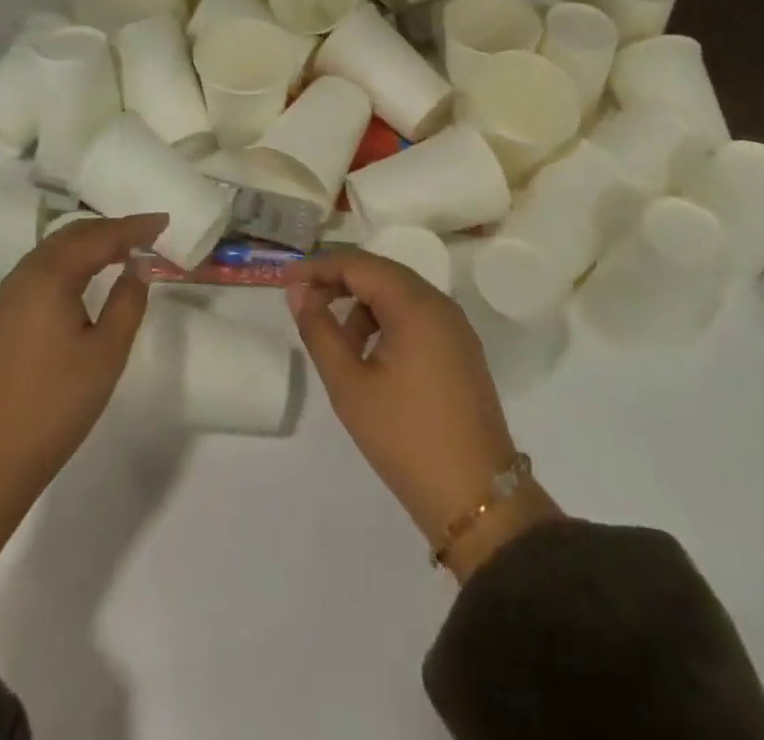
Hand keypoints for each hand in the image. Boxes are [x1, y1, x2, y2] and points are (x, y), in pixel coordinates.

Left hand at [0, 212, 165, 625]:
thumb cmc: (53, 406)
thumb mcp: (105, 354)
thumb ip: (128, 302)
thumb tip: (138, 267)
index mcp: (49, 275)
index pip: (100, 236)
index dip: (135, 227)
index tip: (165, 221)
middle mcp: (24, 274)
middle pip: (73, 235)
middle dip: (111, 230)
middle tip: (147, 233)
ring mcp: (6, 296)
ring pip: (54, 251)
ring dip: (89, 244)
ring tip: (123, 250)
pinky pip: (41, 271)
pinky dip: (70, 263)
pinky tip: (85, 279)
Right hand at [286, 250, 562, 581]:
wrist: (478, 500)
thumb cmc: (405, 438)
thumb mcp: (349, 385)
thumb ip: (319, 330)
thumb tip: (298, 291)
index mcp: (416, 305)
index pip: (358, 264)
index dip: (318, 267)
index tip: (284, 279)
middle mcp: (440, 304)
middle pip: (380, 273)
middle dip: (338, 282)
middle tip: (303, 302)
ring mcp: (455, 327)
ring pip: (398, 295)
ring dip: (362, 306)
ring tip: (338, 345)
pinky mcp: (460, 350)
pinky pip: (416, 316)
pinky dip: (386, 322)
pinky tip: (370, 356)